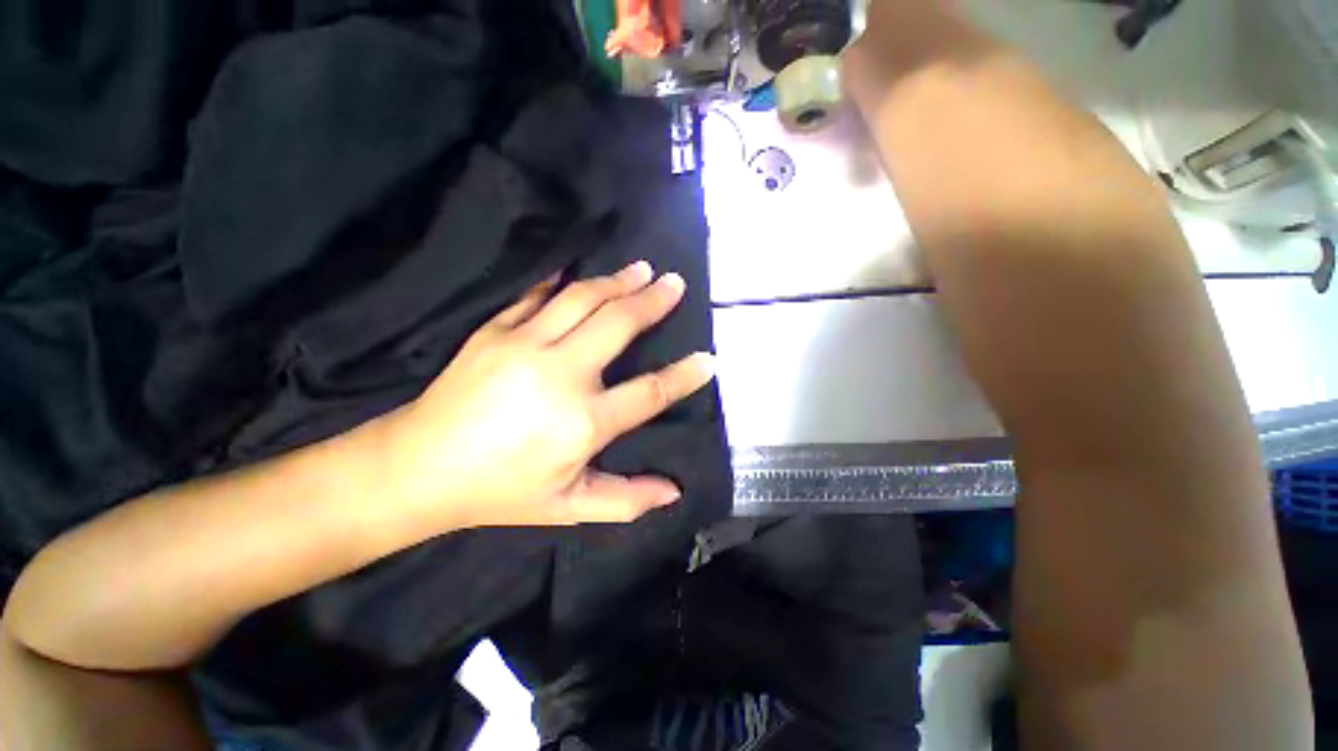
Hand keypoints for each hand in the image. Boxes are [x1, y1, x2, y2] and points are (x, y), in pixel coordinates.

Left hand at [380, 260, 715, 529]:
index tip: (708, 360)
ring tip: (641, 269)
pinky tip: (578, 270)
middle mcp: (561, 374)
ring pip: (582, 300)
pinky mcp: (494, 331)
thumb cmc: (500, 492)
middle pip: (618, 325)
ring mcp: (524, 345)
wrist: (419, 468)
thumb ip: (625, 500)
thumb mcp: (568, 507)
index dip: (684, 375)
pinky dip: (561, 280)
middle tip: (675, 283)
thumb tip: (673, 492)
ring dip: (617, 282)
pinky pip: (536, 296)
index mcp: (583, 422)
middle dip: (653, 302)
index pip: (650, 392)